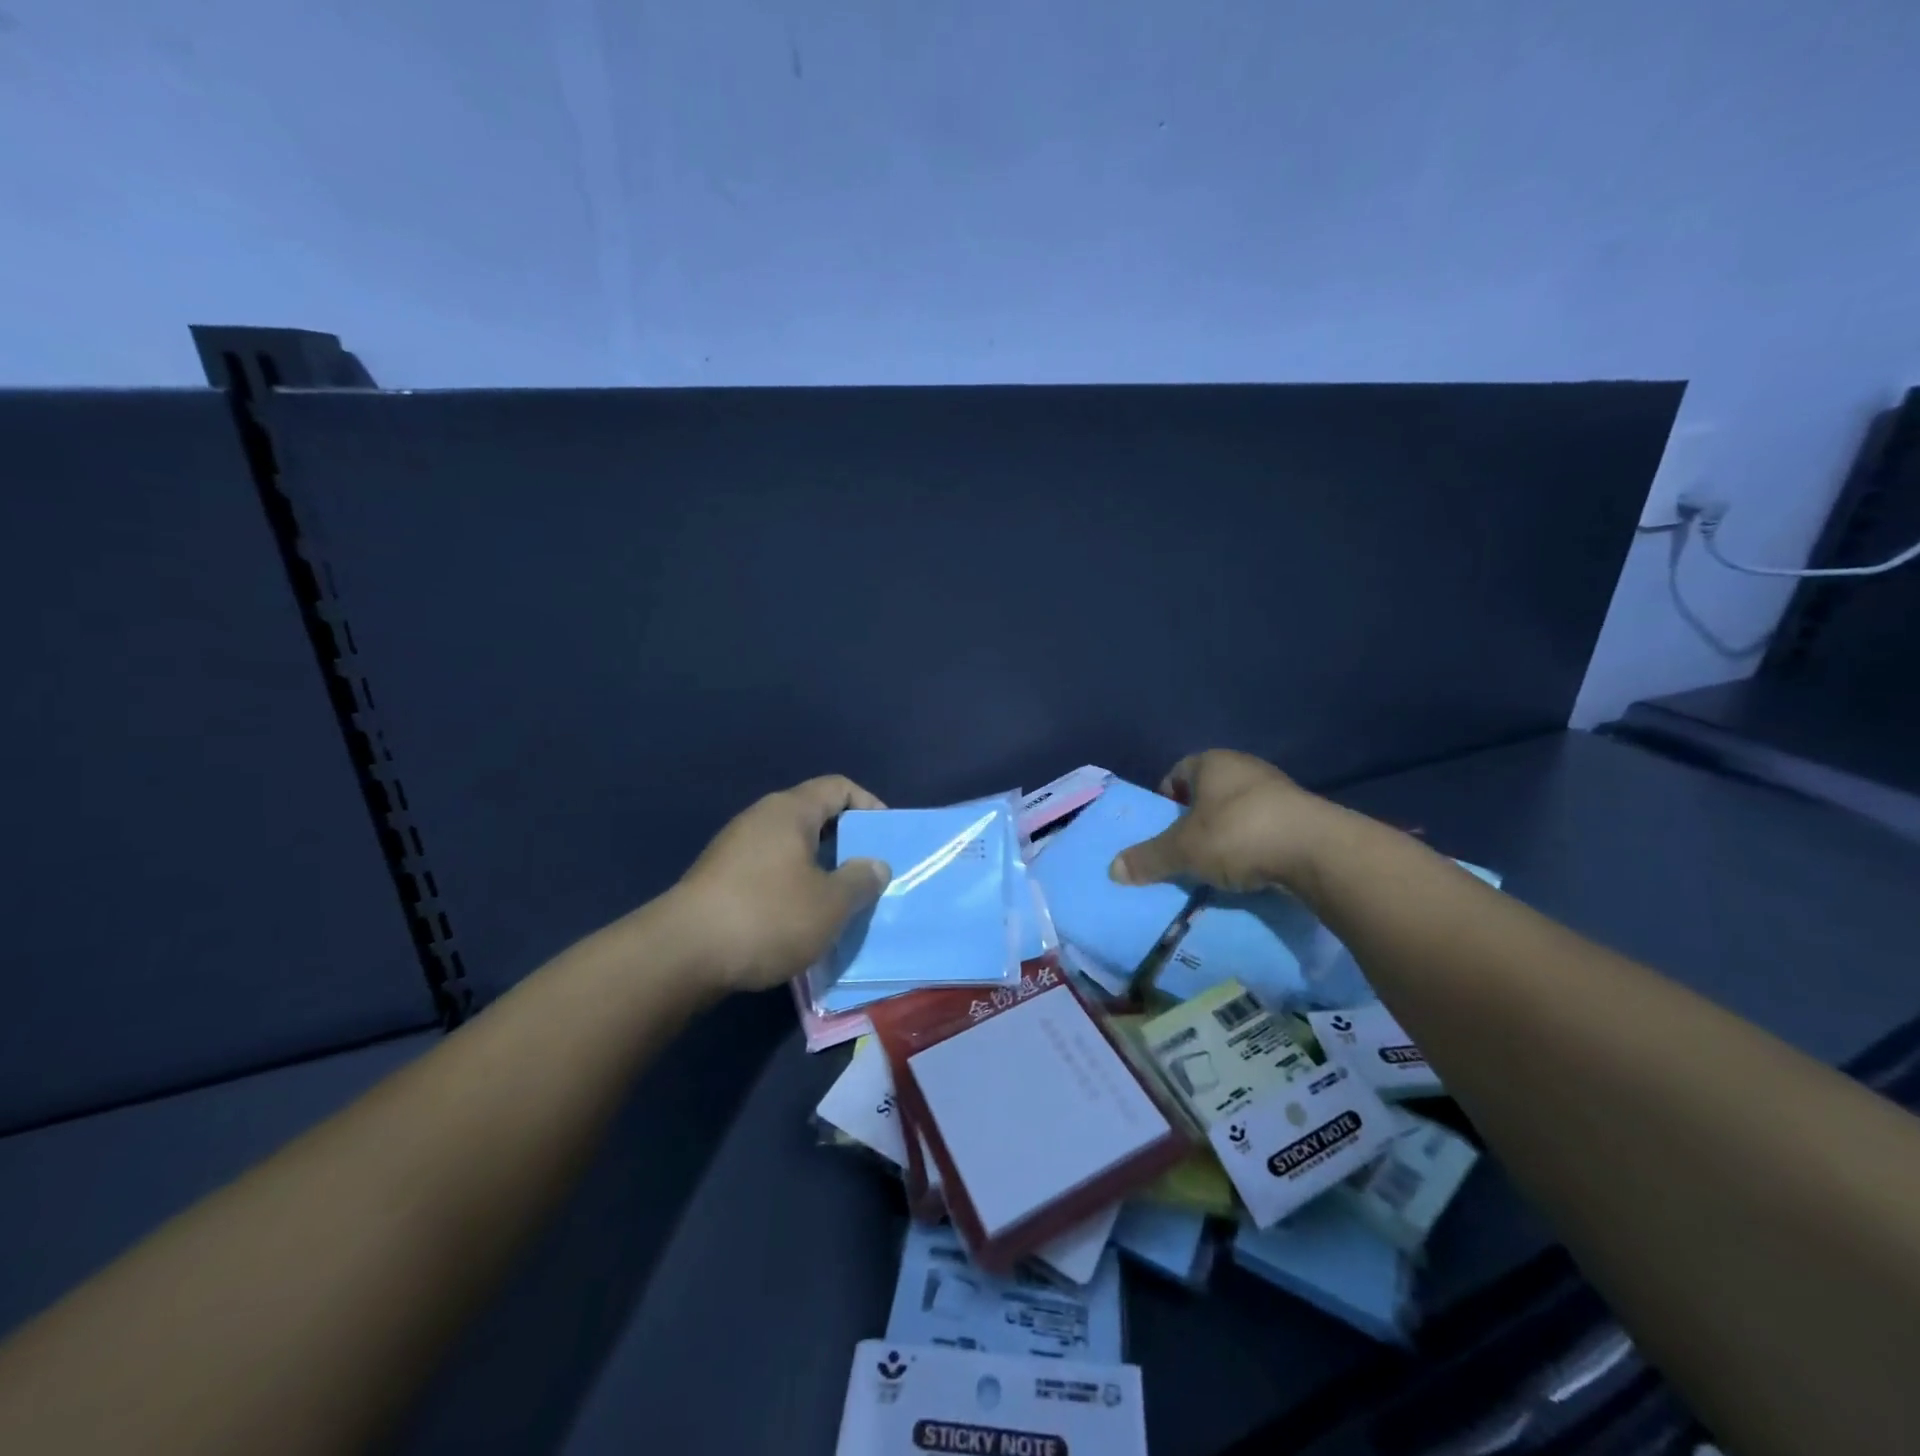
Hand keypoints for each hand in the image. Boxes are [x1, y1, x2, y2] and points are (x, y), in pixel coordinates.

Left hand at [671, 776, 893, 993]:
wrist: (681, 955)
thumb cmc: (767, 916)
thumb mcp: (830, 904)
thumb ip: (860, 880)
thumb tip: (874, 864)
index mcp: (790, 811)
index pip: (838, 787)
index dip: (869, 805)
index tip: (886, 837)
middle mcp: (760, 819)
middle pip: (813, 816)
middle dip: (845, 842)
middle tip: (868, 873)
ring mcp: (734, 848)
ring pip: (790, 847)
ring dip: (818, 868)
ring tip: (839, 901)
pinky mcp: (718, 879)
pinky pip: (768, 870)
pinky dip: (791, 886)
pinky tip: (799, 919)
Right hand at [1108, 749, 1338, 894]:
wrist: (1317, 851)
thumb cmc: (1238, 834)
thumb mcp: (1183, 850)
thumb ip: (1148, 858)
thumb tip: (1112, 870)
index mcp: (1212, 762)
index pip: (1178, 772)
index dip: (1165, 799)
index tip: (1162, 828)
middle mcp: (1245, 767)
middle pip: (1208, 793)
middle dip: (1194, 820)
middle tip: (1184, 850)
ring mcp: (1278, 790)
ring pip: (1238, 811)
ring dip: (1225, 834)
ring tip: (1216, 865)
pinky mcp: (1303, 816)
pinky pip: (1265, 829)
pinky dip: (1254, 846)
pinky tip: (1250, 870)